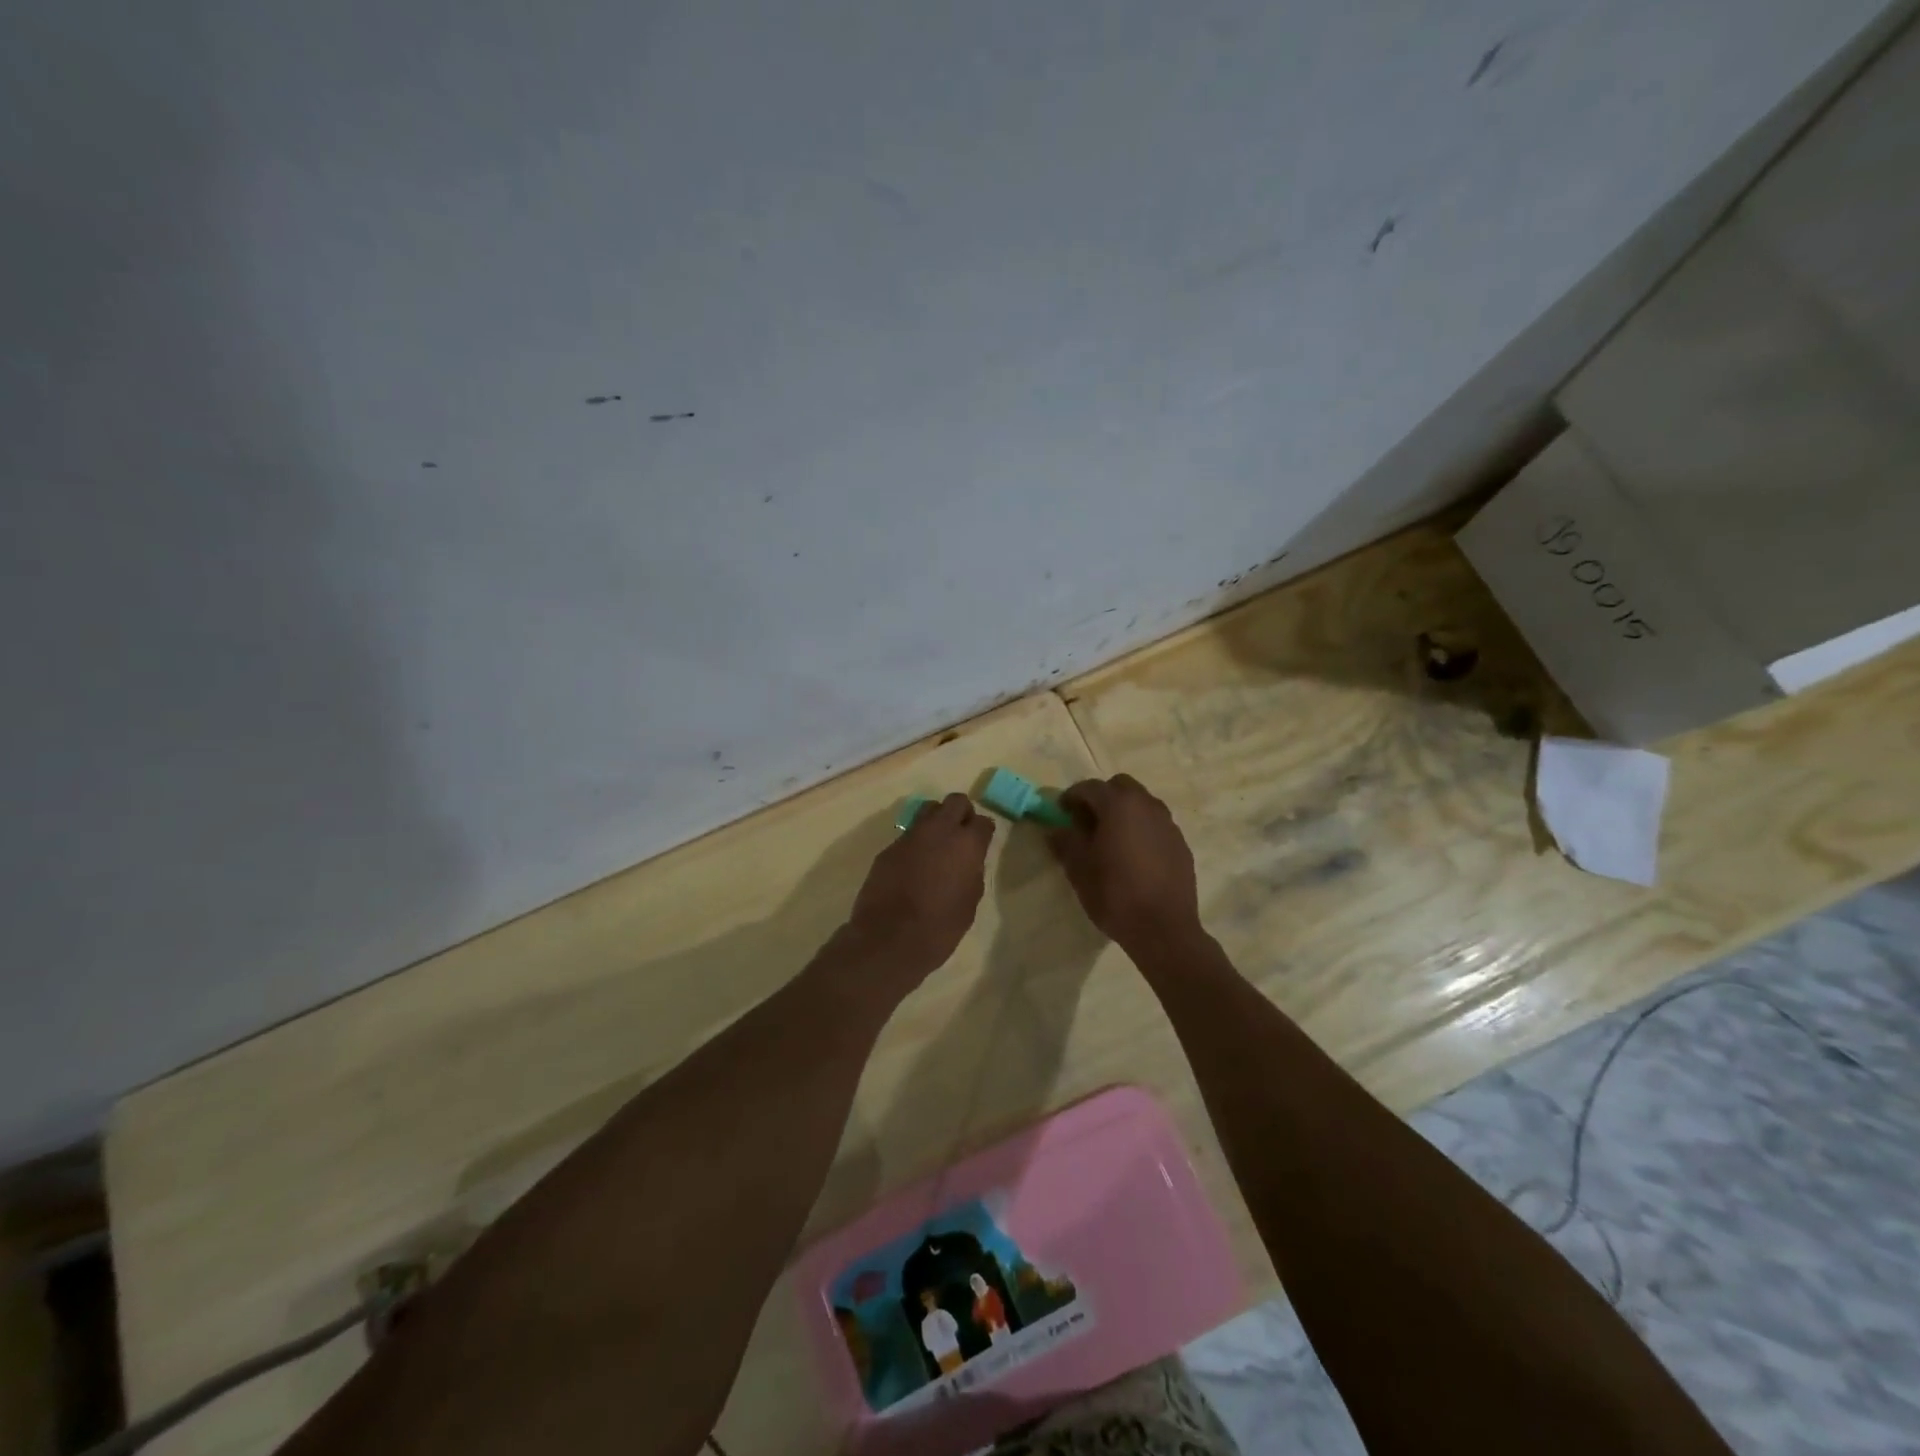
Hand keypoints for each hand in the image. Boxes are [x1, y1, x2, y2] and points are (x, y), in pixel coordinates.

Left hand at [846, 793, 994, 981]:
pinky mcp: (889, 848)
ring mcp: (910, 836)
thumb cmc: (940, 927)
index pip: (983, 822)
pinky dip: (916, 842)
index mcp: (966, 844)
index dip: (983, 831)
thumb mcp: (969, 902)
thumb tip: (968, 861)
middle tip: (961, 835)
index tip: (982, 843)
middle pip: (956, 801)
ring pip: (928, 809)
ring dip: (937, 820)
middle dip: (962, 813)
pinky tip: (914, 865)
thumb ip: (972, 873)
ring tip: (937, 844)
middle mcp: (939, 831)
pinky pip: (908, 834)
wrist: (889, 938)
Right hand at [1047, 775, 1201, 950]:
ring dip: (1123, 812)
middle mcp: (1147, 805)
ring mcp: (1168, 824)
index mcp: (1119, 805)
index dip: (1071, 797)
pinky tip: (1133, 856)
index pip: (1090, 787)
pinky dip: (1141, 829)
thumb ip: (1066, 842)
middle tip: (1086, 822)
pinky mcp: (1180, 844)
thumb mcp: (1079, 869)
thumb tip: (1056, 829)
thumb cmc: (1115, 894)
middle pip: (1120, 787)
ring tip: (1110, 839)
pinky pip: (1156, 825)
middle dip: (1101, 798)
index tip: (1061, 812)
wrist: (1164, 929)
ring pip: (1141, 804)